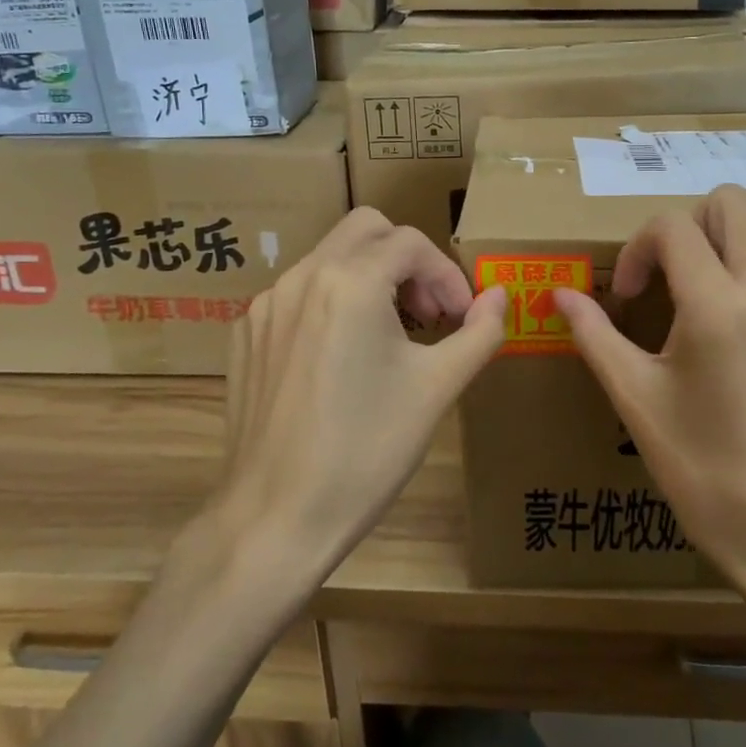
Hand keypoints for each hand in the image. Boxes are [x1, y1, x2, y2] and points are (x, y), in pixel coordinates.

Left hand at [217, 209, 505, 577]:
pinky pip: (298, 294)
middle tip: (429, 311)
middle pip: (366, 229)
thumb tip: (500, 297)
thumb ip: (480, 332)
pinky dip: (331, 303)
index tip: (463, 317)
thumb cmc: (366, 451)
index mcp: (350, 282)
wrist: (275, 517)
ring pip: (328, 258)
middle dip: (407, 259)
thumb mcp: (437, 388)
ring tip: (390, 336)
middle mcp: (302, 277)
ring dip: (370, 278)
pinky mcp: (245, 334)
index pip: (412, 243)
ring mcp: (266, 305)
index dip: (448, 275)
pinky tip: (341, 359)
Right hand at [553, 187, 745, 610]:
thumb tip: (559, 294)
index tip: (630, 294)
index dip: (637, 249)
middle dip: (687, 227)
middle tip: (671, 276)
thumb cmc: (701, 468)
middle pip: (728, 202)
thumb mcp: (636, 399)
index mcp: (714, 308)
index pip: (671, 227)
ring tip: (714, 279)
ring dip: (734, 235)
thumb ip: (595, 335)